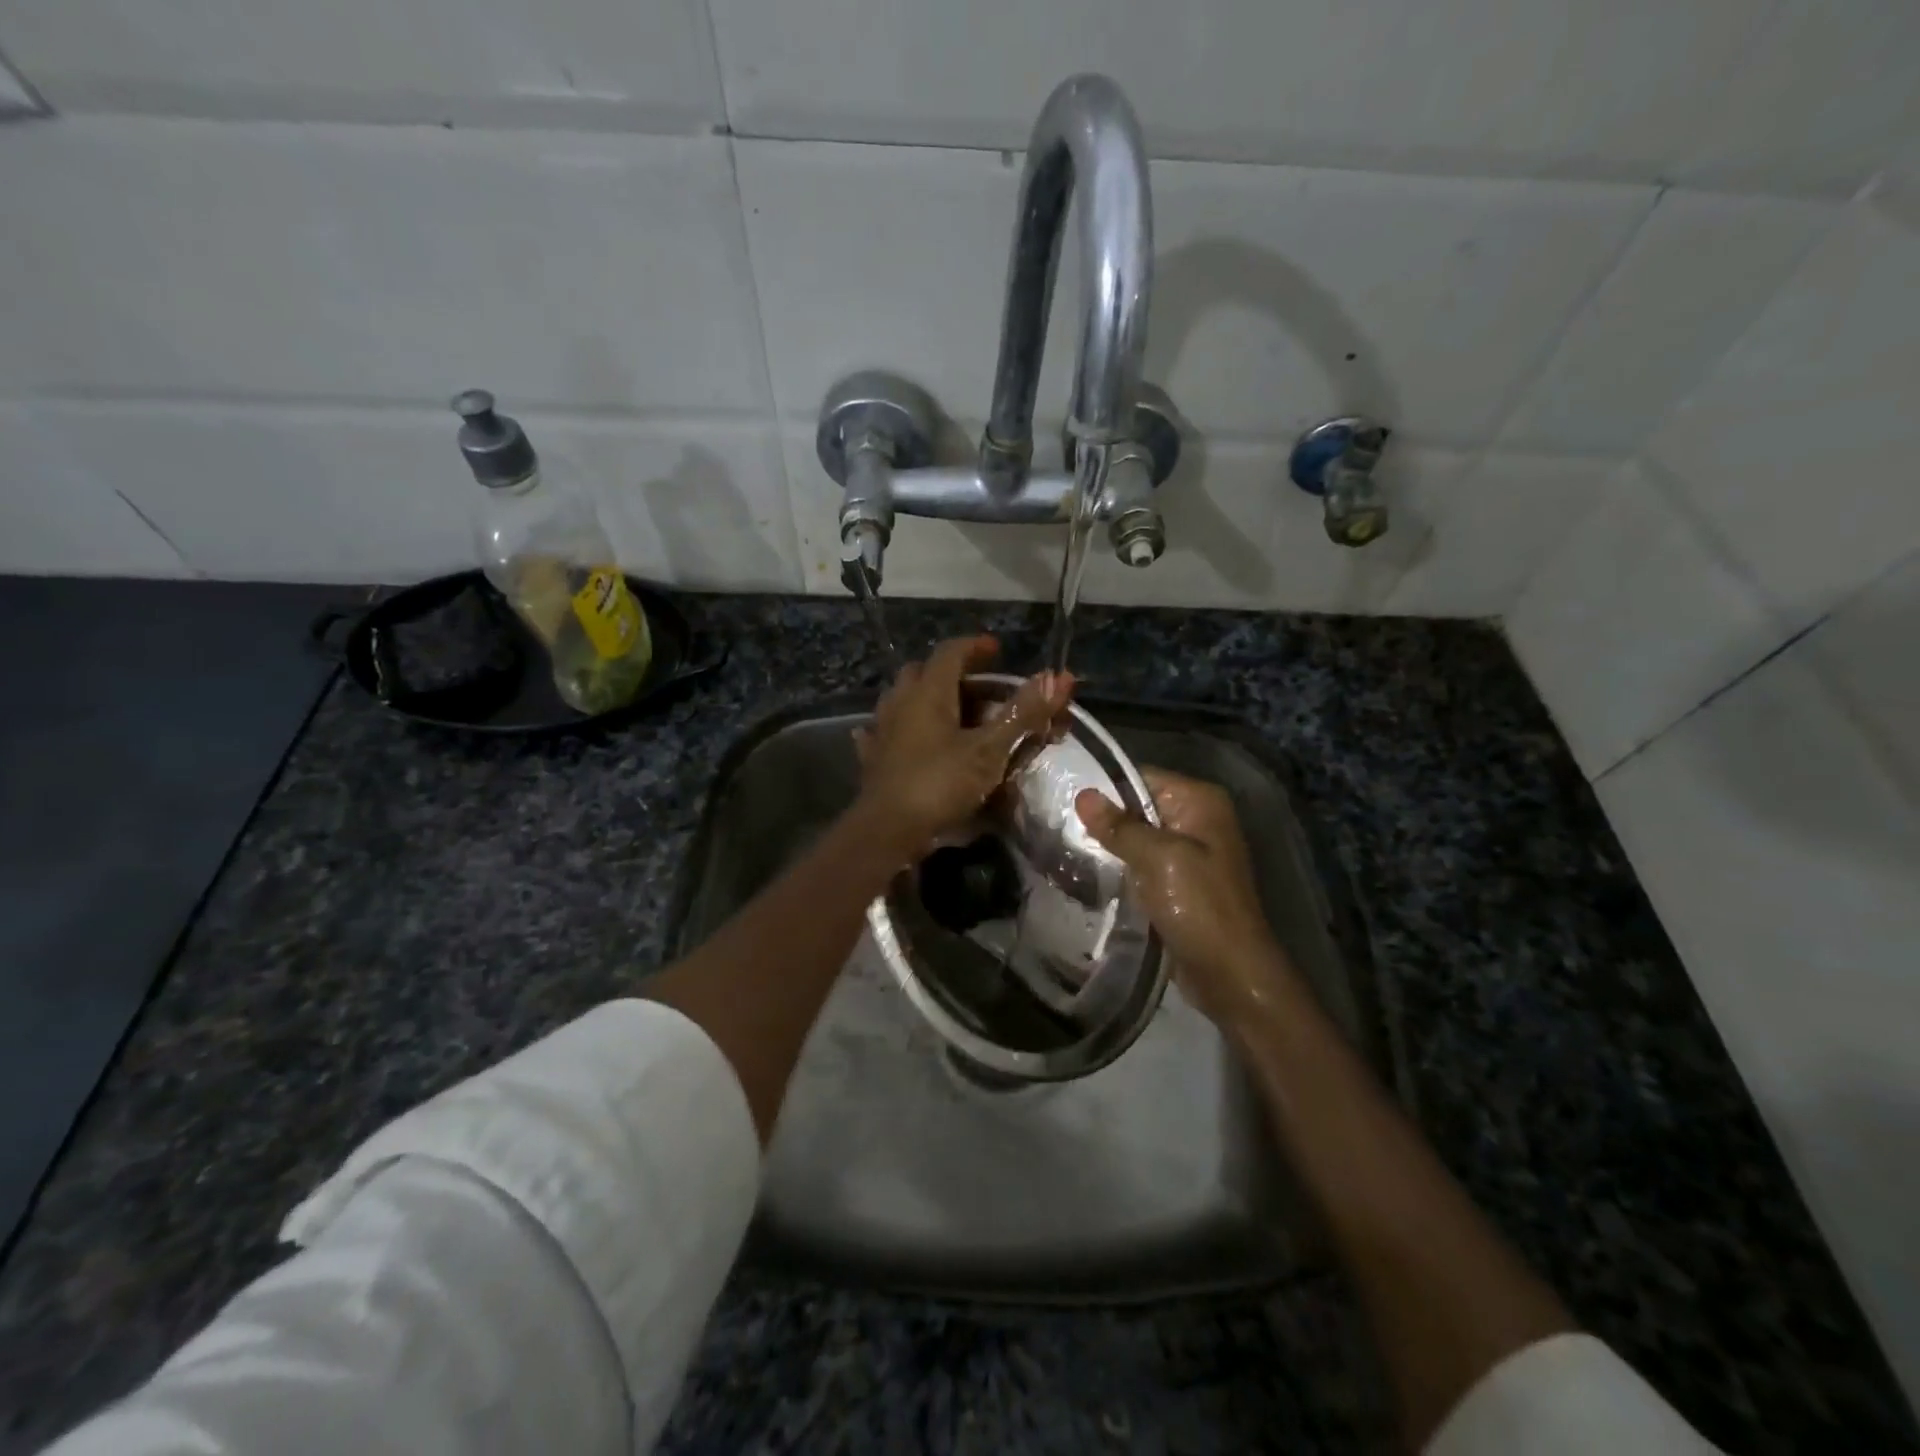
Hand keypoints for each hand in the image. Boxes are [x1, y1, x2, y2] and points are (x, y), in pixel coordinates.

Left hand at [854, 636, 1071, 859]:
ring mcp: (882, 729)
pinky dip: (904, 727)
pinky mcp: (874, 757)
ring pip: (904, 698)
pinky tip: (909, 737)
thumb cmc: (940, 784)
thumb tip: (1058, 676)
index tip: (997, 650)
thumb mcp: (990, 750)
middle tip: (981, 687)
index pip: (951, 651)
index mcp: (929, 692)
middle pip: (924, 672)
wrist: (888, 830)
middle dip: (953, 673)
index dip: (975, 646)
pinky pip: (888, 730)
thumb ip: (1022, 713)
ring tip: (952, 711)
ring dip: (927, 697)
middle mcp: (901, 701)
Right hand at [1076, 767, 1297, 1029]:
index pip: (1141, 776)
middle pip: (1139, 806)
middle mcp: (1198, 819)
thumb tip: (1083, 795)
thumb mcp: (1156, 858)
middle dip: (1105, 819)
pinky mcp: (1180, 881)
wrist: (1230, 972)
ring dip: (1110, 847)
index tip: (1065, 799)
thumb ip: (1119, 825)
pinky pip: (1143, 863)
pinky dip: (1122, 868)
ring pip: (1138, 837)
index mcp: (1200, 801)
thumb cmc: (1198, 905)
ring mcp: (1191, 852)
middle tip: (1060, 827)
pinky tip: (1092, 874)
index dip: (1105, 788)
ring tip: (1068, 849)